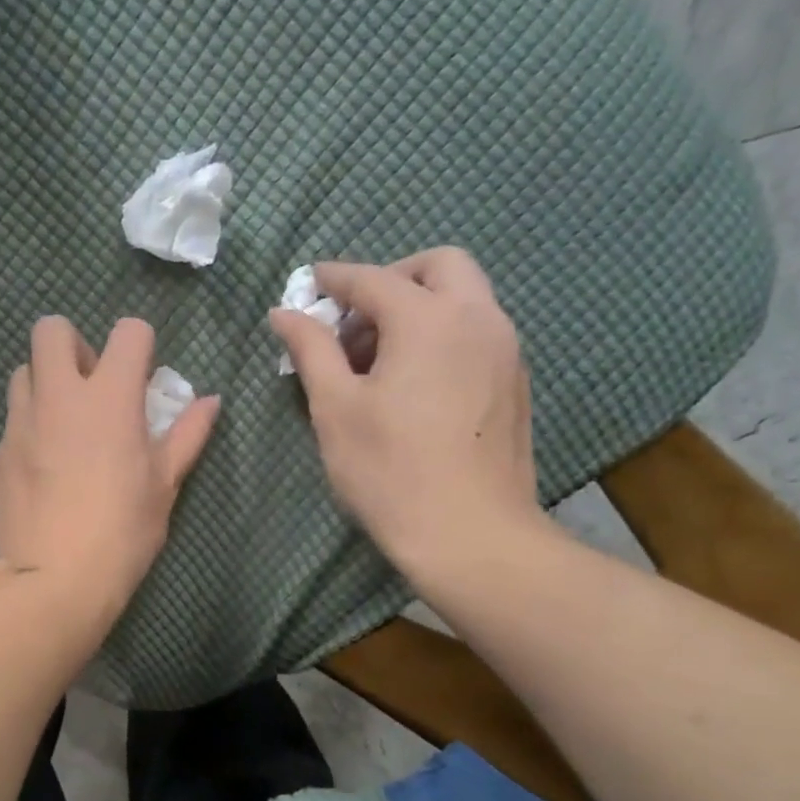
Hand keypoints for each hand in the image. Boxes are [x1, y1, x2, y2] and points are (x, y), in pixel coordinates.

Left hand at [0, 316, 218, 617]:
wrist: (53, 580)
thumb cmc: (122, 532)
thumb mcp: (164, 484)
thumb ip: (187, 435)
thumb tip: (210, 401)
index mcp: (109, 398)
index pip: (128, 332)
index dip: (139, 346)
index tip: (140, 377)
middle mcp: (58, 397)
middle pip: (51, 329)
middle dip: (73, 345)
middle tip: (89, 386)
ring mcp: (20, 424)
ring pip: (23, 372)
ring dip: (44, 383)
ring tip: (62, 424)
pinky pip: (11, 423)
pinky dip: (28, 430)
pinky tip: (41, 468)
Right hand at [268, 247, 545, 579]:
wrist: (471, 533)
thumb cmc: (390, 470)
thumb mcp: (335, 408)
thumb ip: (311, 350)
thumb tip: (285, 313)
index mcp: (429, 320)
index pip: (373, 279)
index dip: (334, 278)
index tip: (308, 284)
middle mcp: (478, 319)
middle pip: (439, 267)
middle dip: (390, 279)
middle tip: (352, 321)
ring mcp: (505, 350)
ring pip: (463, 299)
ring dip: (417, 308)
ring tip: (374, 360)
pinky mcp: (514, 382)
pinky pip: (476, 333)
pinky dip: (440, 335)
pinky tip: (411, 384)